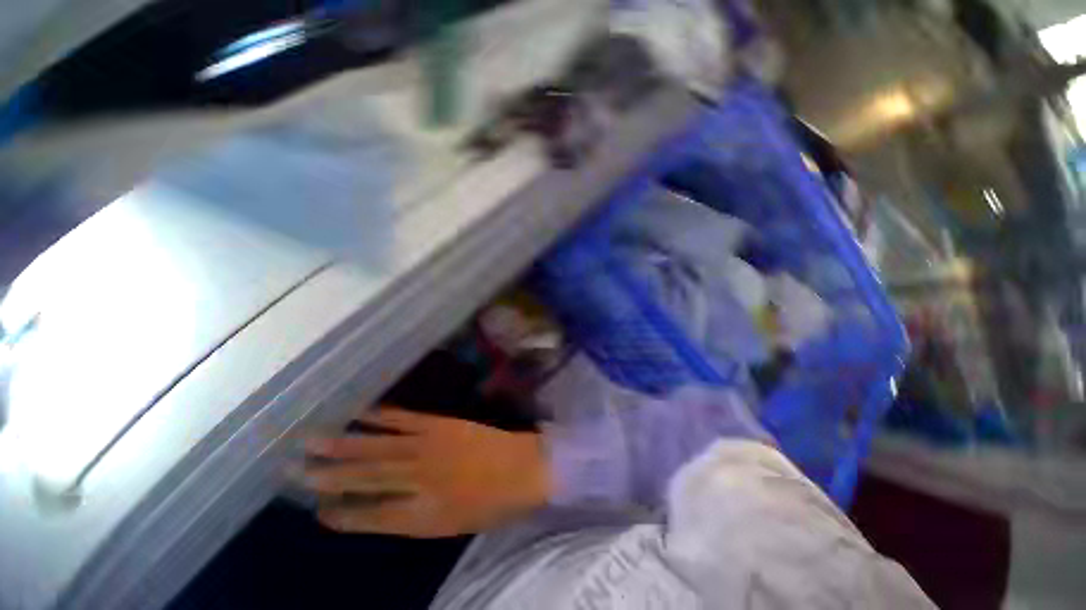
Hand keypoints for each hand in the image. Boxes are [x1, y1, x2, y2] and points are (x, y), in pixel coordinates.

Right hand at [298, 408, 551, 537]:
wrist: (522, 468)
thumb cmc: (491, 504)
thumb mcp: (450, 526)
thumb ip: (413, 519)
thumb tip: (377, 510)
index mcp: (420, 515)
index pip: (369, 517)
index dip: (341, 515)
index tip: (316, 512)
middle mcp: (416, 481)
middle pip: (364, 479)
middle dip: (325, 477)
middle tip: (290, 471)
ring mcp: (428, 448)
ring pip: (376, 448)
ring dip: (341, 444)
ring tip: (308, 441)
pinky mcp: (440, 425)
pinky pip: (403, 419)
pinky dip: (379, 416)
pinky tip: (359, 412)